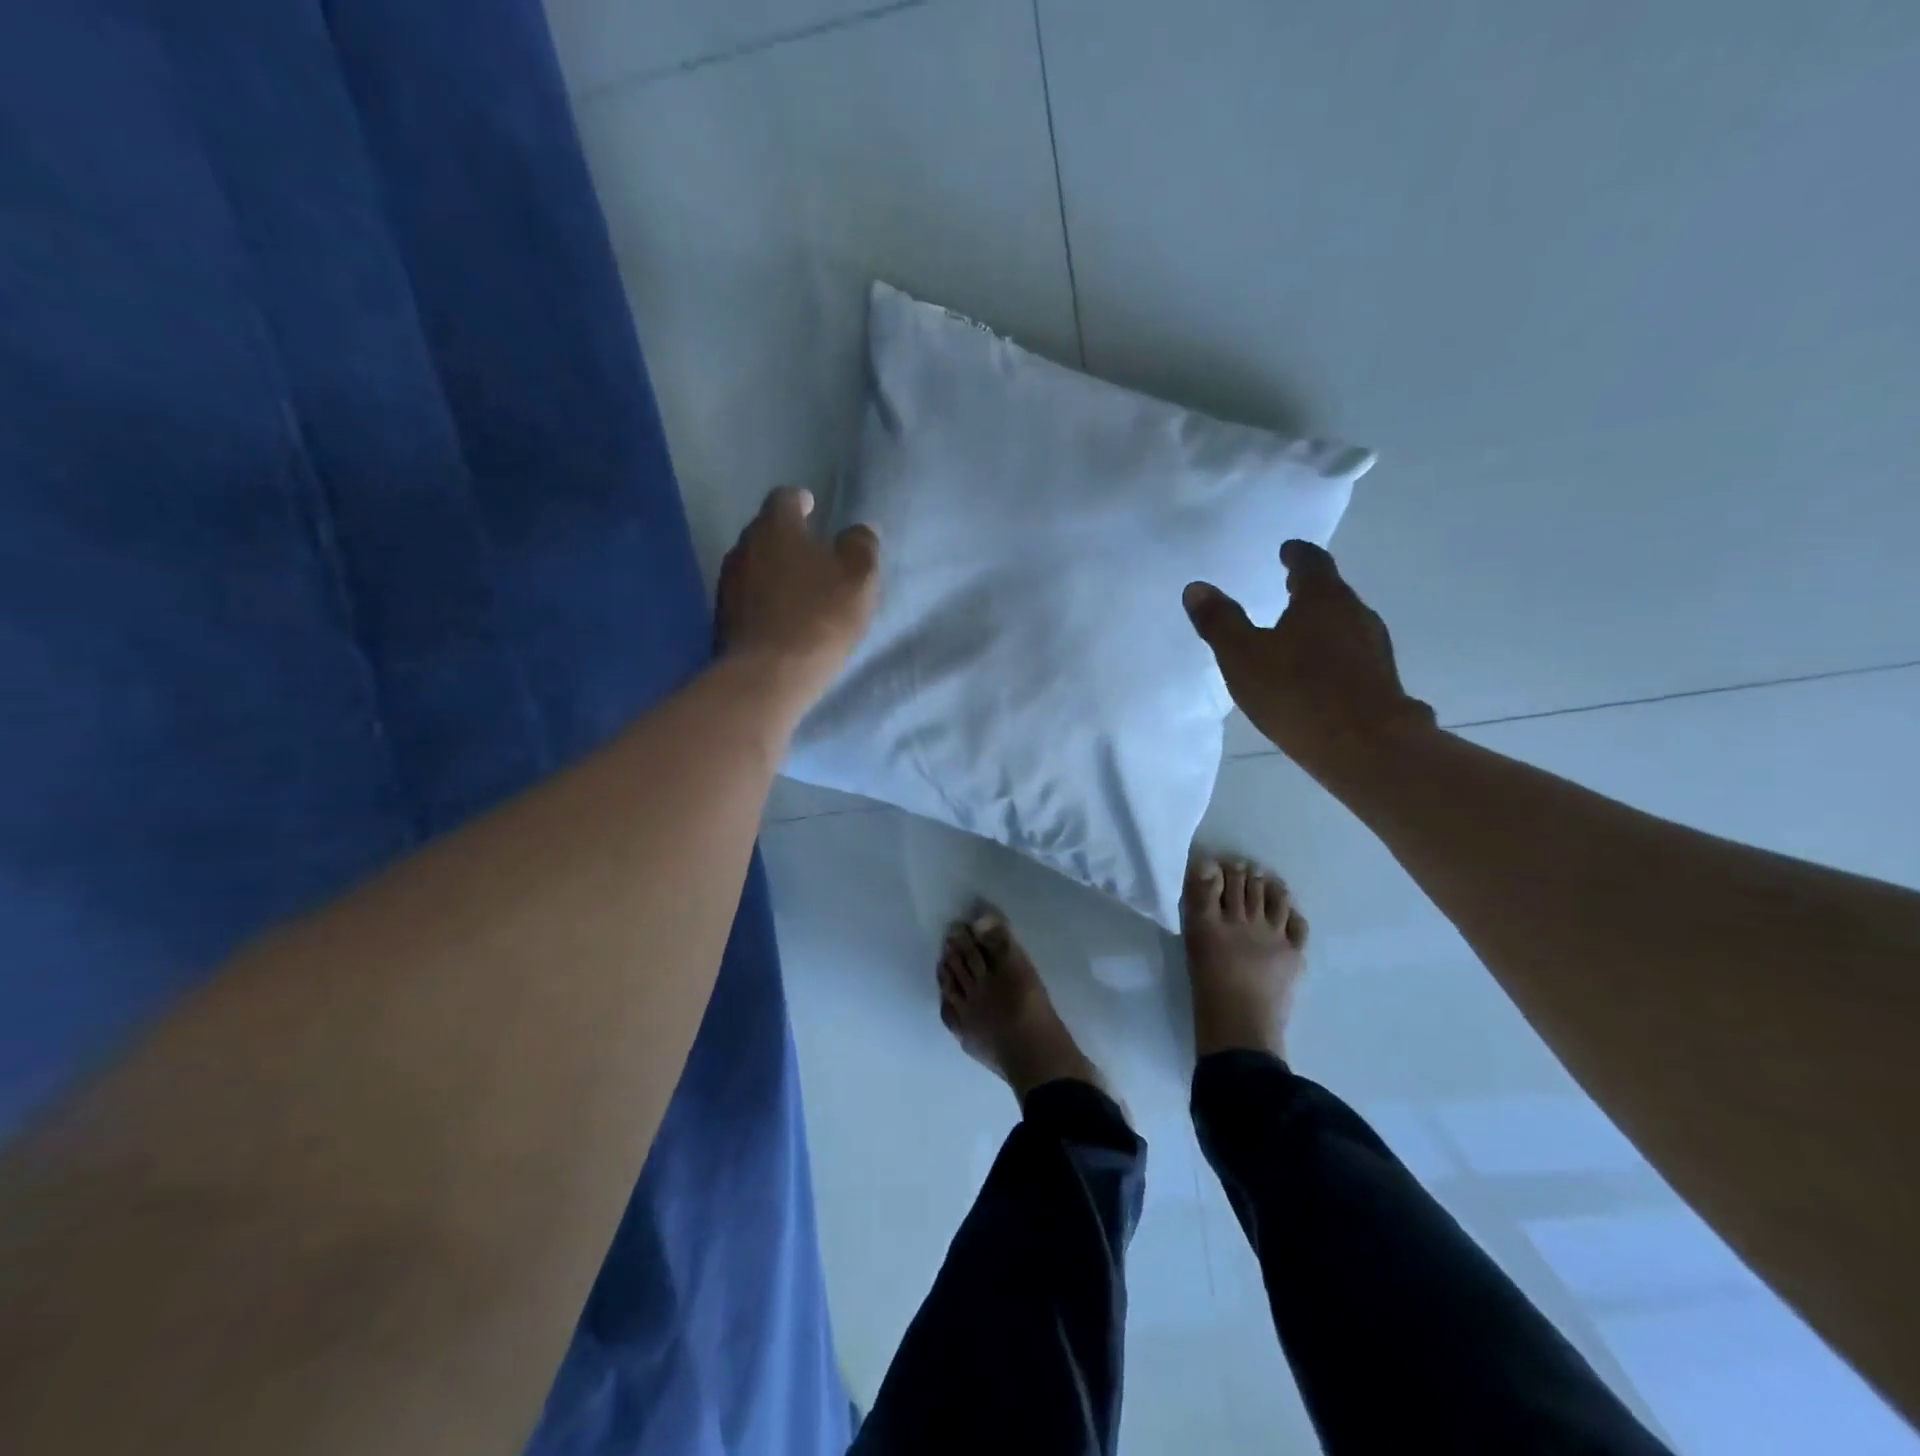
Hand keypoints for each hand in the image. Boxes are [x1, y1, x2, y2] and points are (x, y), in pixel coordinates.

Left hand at [717, 486, 879, 713]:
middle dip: (787, 538)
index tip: (812, 507)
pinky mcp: (721, 617)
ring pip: (754, 565)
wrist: (769, 674)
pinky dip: (763, 599)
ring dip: (774, 570)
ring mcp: (728, 583)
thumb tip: (860, 531)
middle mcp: (743, 546)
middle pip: (765, 531)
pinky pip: (747, 597)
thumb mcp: (858, 578)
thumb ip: (861, 547)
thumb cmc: (819, 616)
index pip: (784, 498)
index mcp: (775, 527)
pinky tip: (781, 616)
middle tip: (811, 552)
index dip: (800, 501)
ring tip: (797, 586)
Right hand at [1183, 541, 1434, 772]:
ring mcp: (1374, 649)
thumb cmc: (1297, 692)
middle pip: (1332, 592)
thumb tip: (1196, 588)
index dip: (1296, 555)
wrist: (1365, 747)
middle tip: (1287, 589)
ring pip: (1344, 624)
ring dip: (1322, 623)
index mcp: (1323, 599)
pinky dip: (1332, 654)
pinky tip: (1317, 675)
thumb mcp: (1243, 657)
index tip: (1287, 550)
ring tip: (1296, 633)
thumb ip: (1220, 622)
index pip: (1312, 562)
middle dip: (1308, 590)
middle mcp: (1356, 614)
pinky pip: (1352, 655)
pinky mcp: (1381, 681)